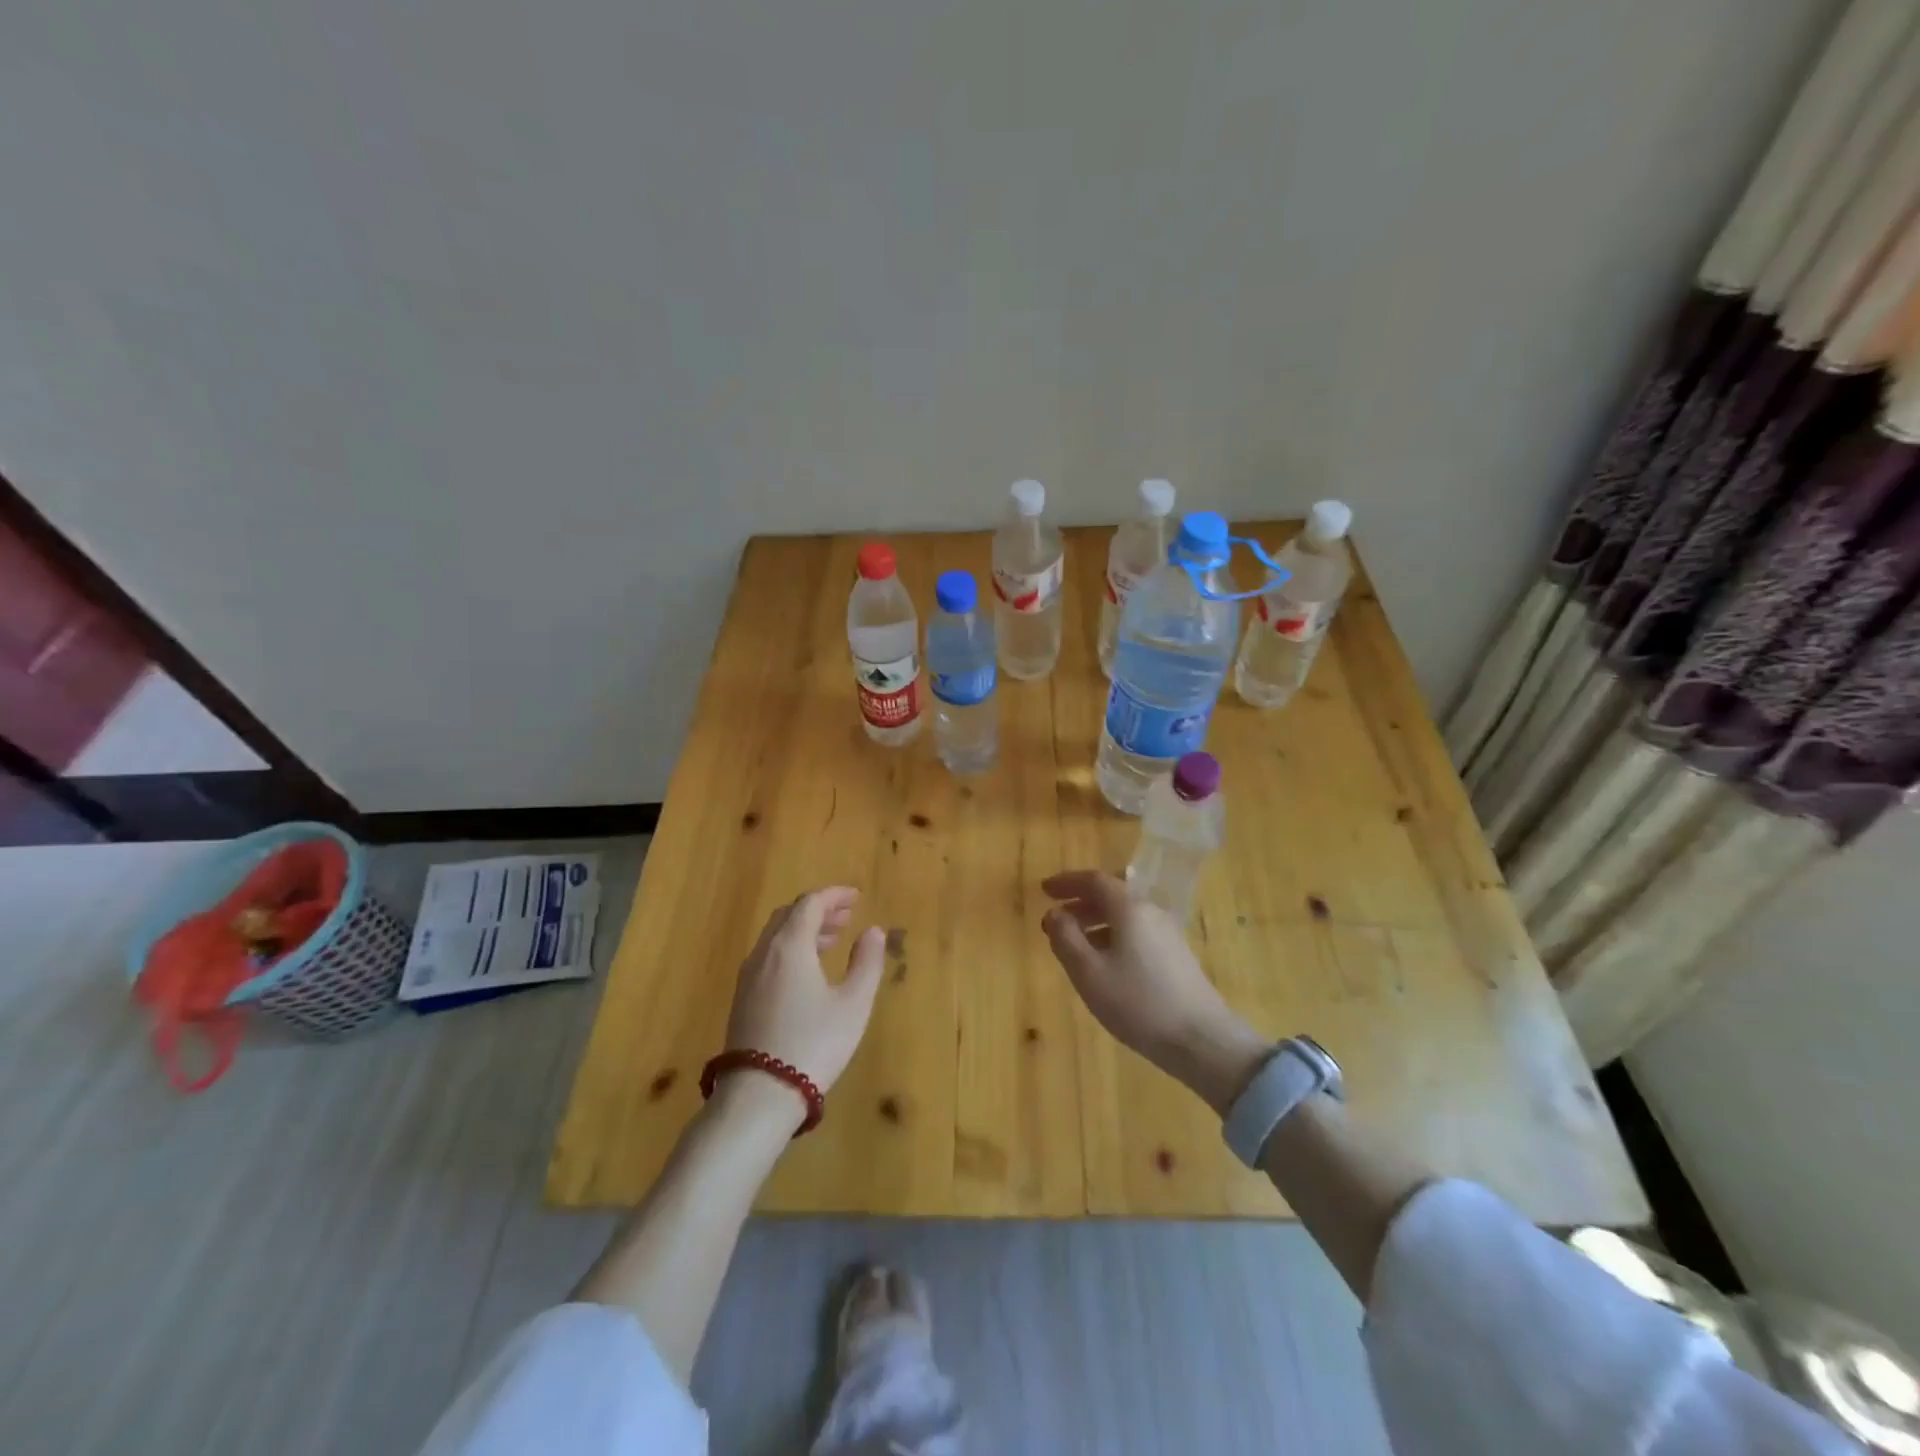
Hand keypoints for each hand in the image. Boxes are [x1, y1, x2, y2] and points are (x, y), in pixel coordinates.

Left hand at [723, 888, 885, 1117]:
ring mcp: (748, 977)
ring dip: (804, 930)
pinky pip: (768, 957)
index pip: (810, 903)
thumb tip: (873, 931)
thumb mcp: (853, 1004)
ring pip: (776, 937)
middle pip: (789, 915)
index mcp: (790, 945)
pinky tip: (808, 971)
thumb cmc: (813, 1044)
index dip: (834, 895)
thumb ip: (867, 963)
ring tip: (832, 941)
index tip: (856, 897)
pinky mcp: (743, 999)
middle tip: (846, 917)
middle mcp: (764, 953)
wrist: (760, 1095)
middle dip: (818, 910)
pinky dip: (790, 949)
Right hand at [1041, 870, 1270, 1113]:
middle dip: (1081, 902)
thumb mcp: (1089, 973)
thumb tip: (1053, 913)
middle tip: (1056, 917)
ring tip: (1074, 943)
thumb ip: (1066, 938)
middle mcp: (1151, 912)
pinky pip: (1137, 932)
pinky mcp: (1176, 956)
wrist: (1201, 1039)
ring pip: (1125, 915)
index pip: (1094, 880)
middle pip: (1112, 894)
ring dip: (1096, 921)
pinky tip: (1104, 963)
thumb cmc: (1138, 1003)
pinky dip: (1113, 935)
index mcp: (1129, 909)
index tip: (1044, 890)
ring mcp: (1168, 934)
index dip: (1067, 881)